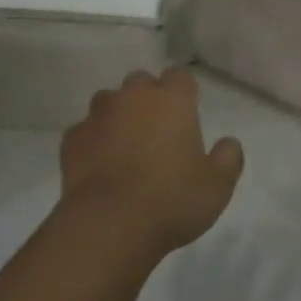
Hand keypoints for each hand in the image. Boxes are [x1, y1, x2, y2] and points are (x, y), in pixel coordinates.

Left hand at [60, 68, 244, 256]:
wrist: (109, 225)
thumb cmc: (171, 200)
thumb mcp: (217, 185)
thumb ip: (228, 158)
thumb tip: (229, 143)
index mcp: (171, 101)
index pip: (180, 76)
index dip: (184, 91)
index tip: (188, 111)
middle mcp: (132, 98)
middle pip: (141, 82)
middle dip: (149, 98)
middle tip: (158, 130)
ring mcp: (97, 116)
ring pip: (108, 102)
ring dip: (118, 116)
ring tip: (125, 146)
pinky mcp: (72, 140)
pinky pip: (85, 131)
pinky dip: (93, 141)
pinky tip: (100, 166)